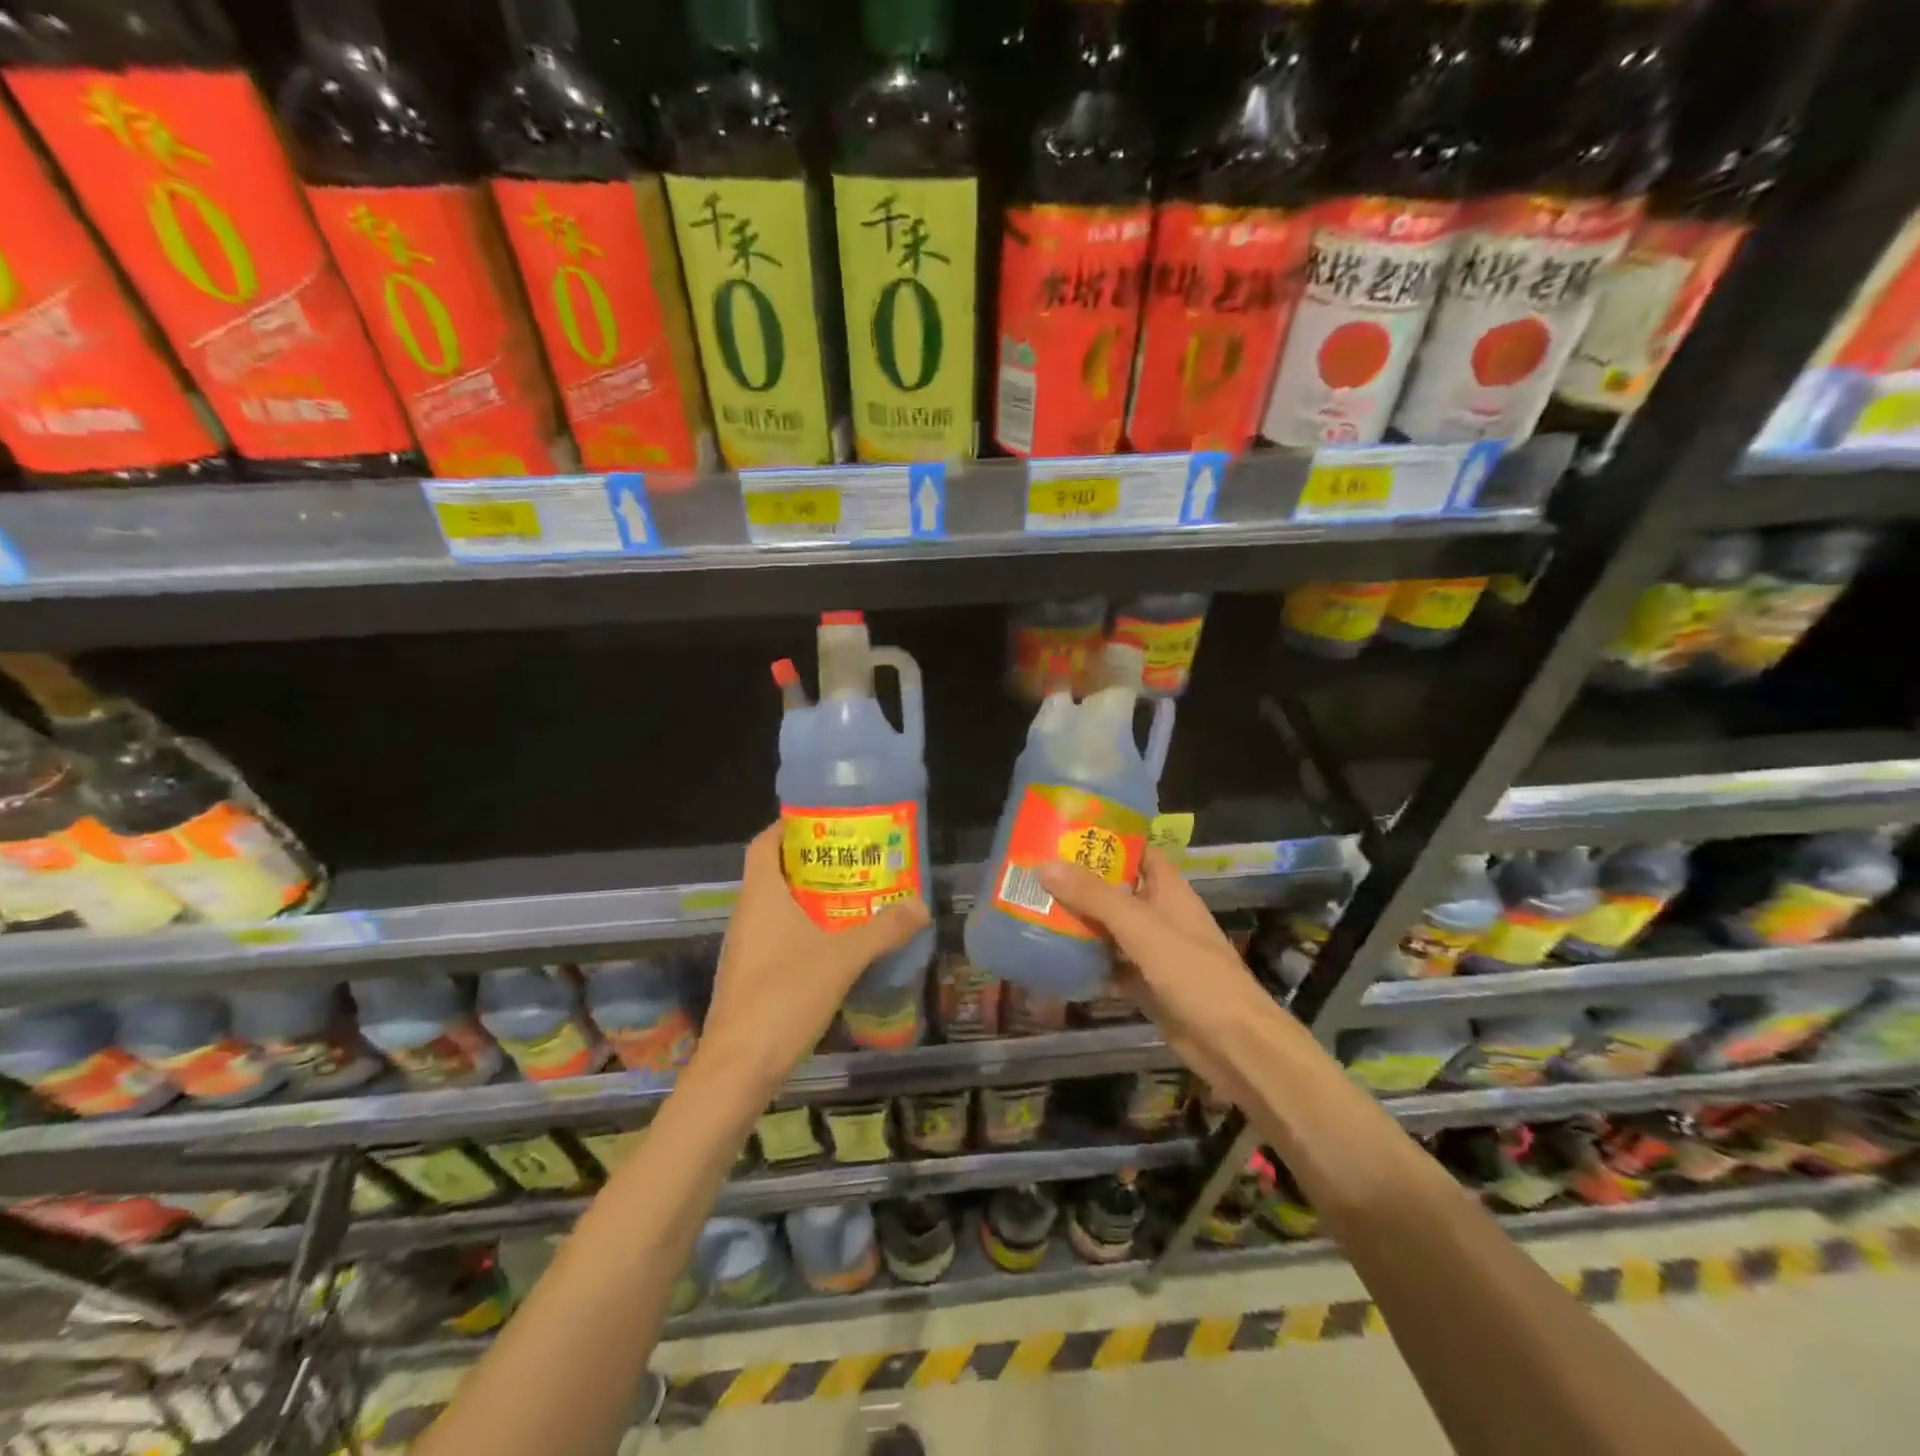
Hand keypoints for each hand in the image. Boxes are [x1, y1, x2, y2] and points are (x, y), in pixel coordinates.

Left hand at [697, 823, 930, 1092]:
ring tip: (854, 895)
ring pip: (779, 907)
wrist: (738, 1068)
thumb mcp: (842, 959)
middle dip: (813, 862)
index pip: (764, 844)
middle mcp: (748, 915)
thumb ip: (883, 930)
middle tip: (854, 857)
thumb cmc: (783, 998)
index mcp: (761, 897)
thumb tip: (922, 905)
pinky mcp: (752, 977)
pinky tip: (837, 944)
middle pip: (776, 873)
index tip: (823, 820)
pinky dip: (806, 929)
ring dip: (811, 898)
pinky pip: (780, 937)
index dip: (788, 826)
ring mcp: (747, 948)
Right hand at [1038, 848, 1273, 1104]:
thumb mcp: (1140, 927)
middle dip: (1080, 881)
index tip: (1065, 831)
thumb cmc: (1193, 973)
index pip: (1137, 850)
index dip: (1106, 838)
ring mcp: (1152, 950)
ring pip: (1109, 927)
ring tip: (1033, 906)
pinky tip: (1051, 956)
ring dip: (1078, 920)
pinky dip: (1085, 960)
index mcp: (1168, 889)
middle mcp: (1159, 914)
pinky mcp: (1145, 983)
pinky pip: (1109, 964)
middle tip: (1033, 870)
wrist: (1233, 1044)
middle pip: (1115, 889)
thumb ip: (1094, 897)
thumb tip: (1044, 865)